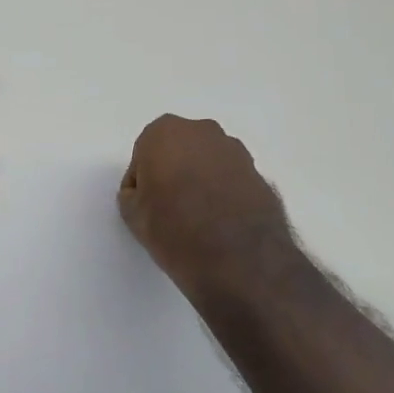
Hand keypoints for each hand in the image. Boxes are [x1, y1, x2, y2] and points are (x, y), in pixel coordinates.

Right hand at [118, 115, 298, 297]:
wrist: (239, 261)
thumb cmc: (175, 230)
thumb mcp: (133, 216)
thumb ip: (132, 195)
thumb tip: (144, 194)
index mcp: (165, 132)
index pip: (144, 154)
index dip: (143, 182)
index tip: (147, 206)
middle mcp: (203, 131)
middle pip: (179, 151)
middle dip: (174, 173)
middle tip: (170, 210)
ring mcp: (237, 151)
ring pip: (208, 162)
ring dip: (202, 181)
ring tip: (200, 220)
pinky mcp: (260, 174)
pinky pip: (232, 179)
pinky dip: (226, 193)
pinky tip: (223, 224)